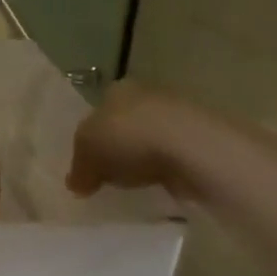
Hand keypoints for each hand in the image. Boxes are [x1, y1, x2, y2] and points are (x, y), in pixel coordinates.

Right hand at [66, 80, 194, 199]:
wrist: (191, 147)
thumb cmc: (127, 139)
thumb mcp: (86, 154)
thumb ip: (78, 169)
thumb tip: (76, 184)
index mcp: (116, 89)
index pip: (97, 113)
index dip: (89, 141)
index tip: (88, 165)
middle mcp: (147, 94)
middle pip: (123, 125)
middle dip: (115, 150)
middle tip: (107, 177)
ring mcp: (177, 114)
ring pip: (149, 140)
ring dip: (142, 160)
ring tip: (134, 185)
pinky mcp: (200, 138)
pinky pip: (172, 156)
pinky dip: (165, 169)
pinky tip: (159, 185)